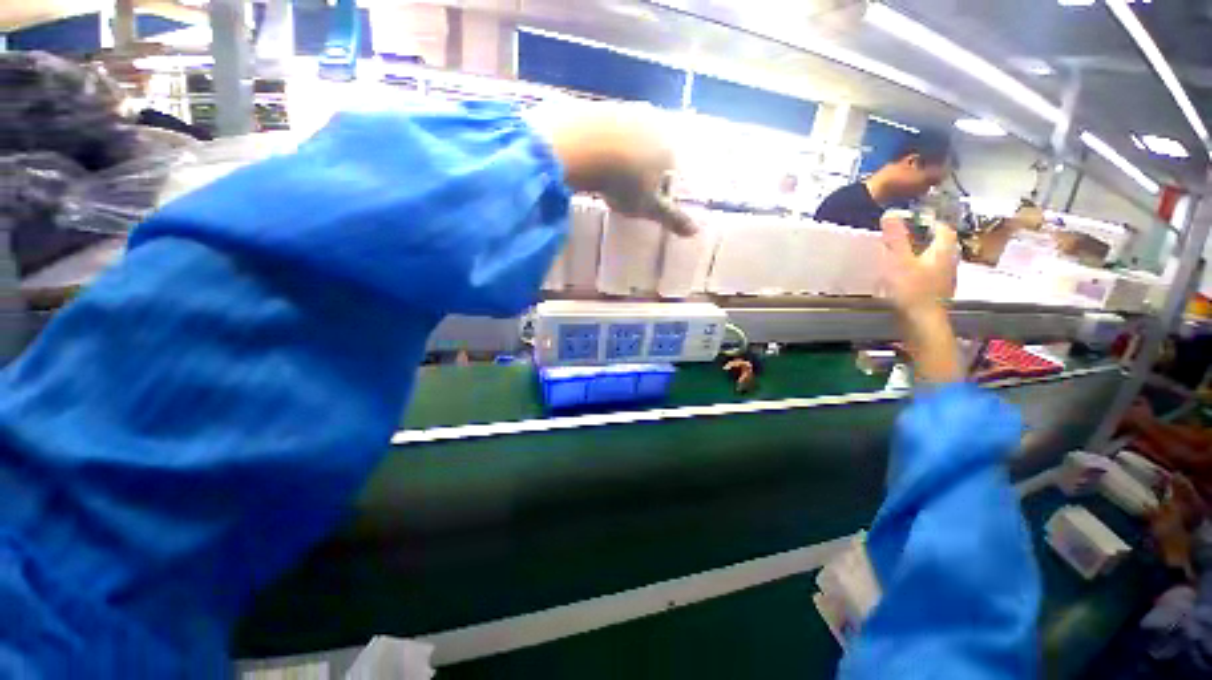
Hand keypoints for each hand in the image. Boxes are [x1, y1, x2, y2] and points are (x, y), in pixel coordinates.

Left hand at [525, 102, 695, 236]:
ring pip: (631, 143)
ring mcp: (627, 111)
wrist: (583, 148)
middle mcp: (654, 123)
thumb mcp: (649, 206)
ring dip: (623, 160)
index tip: (643, 205)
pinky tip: (592, 162)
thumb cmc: (624, 182)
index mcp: (670, 148)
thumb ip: (672, 218)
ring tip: (607, 180)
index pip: (673, 174)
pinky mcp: (601, 107)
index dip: (660, 194)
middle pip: (653, 155)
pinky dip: (604, 148)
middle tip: (624, 193)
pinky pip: (608, 133)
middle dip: (643, 175)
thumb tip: (695, 231)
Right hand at [879, 216, 957, 314]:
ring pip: (938, 261)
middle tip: (909, 238)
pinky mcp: (938, 293)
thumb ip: (895, 238)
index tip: (916, 220)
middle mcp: (949, 262)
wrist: (923, 322)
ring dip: (925, 256)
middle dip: (927, 239)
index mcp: (942, 251)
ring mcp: (945, 279)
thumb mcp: (899, 261)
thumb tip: (890, 214)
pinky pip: (932, 275)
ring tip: (906, 256)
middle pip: (942, 245)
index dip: (931, 222)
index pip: (944, 229)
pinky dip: (923, 271)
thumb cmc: (912, 290)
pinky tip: (909, 278)